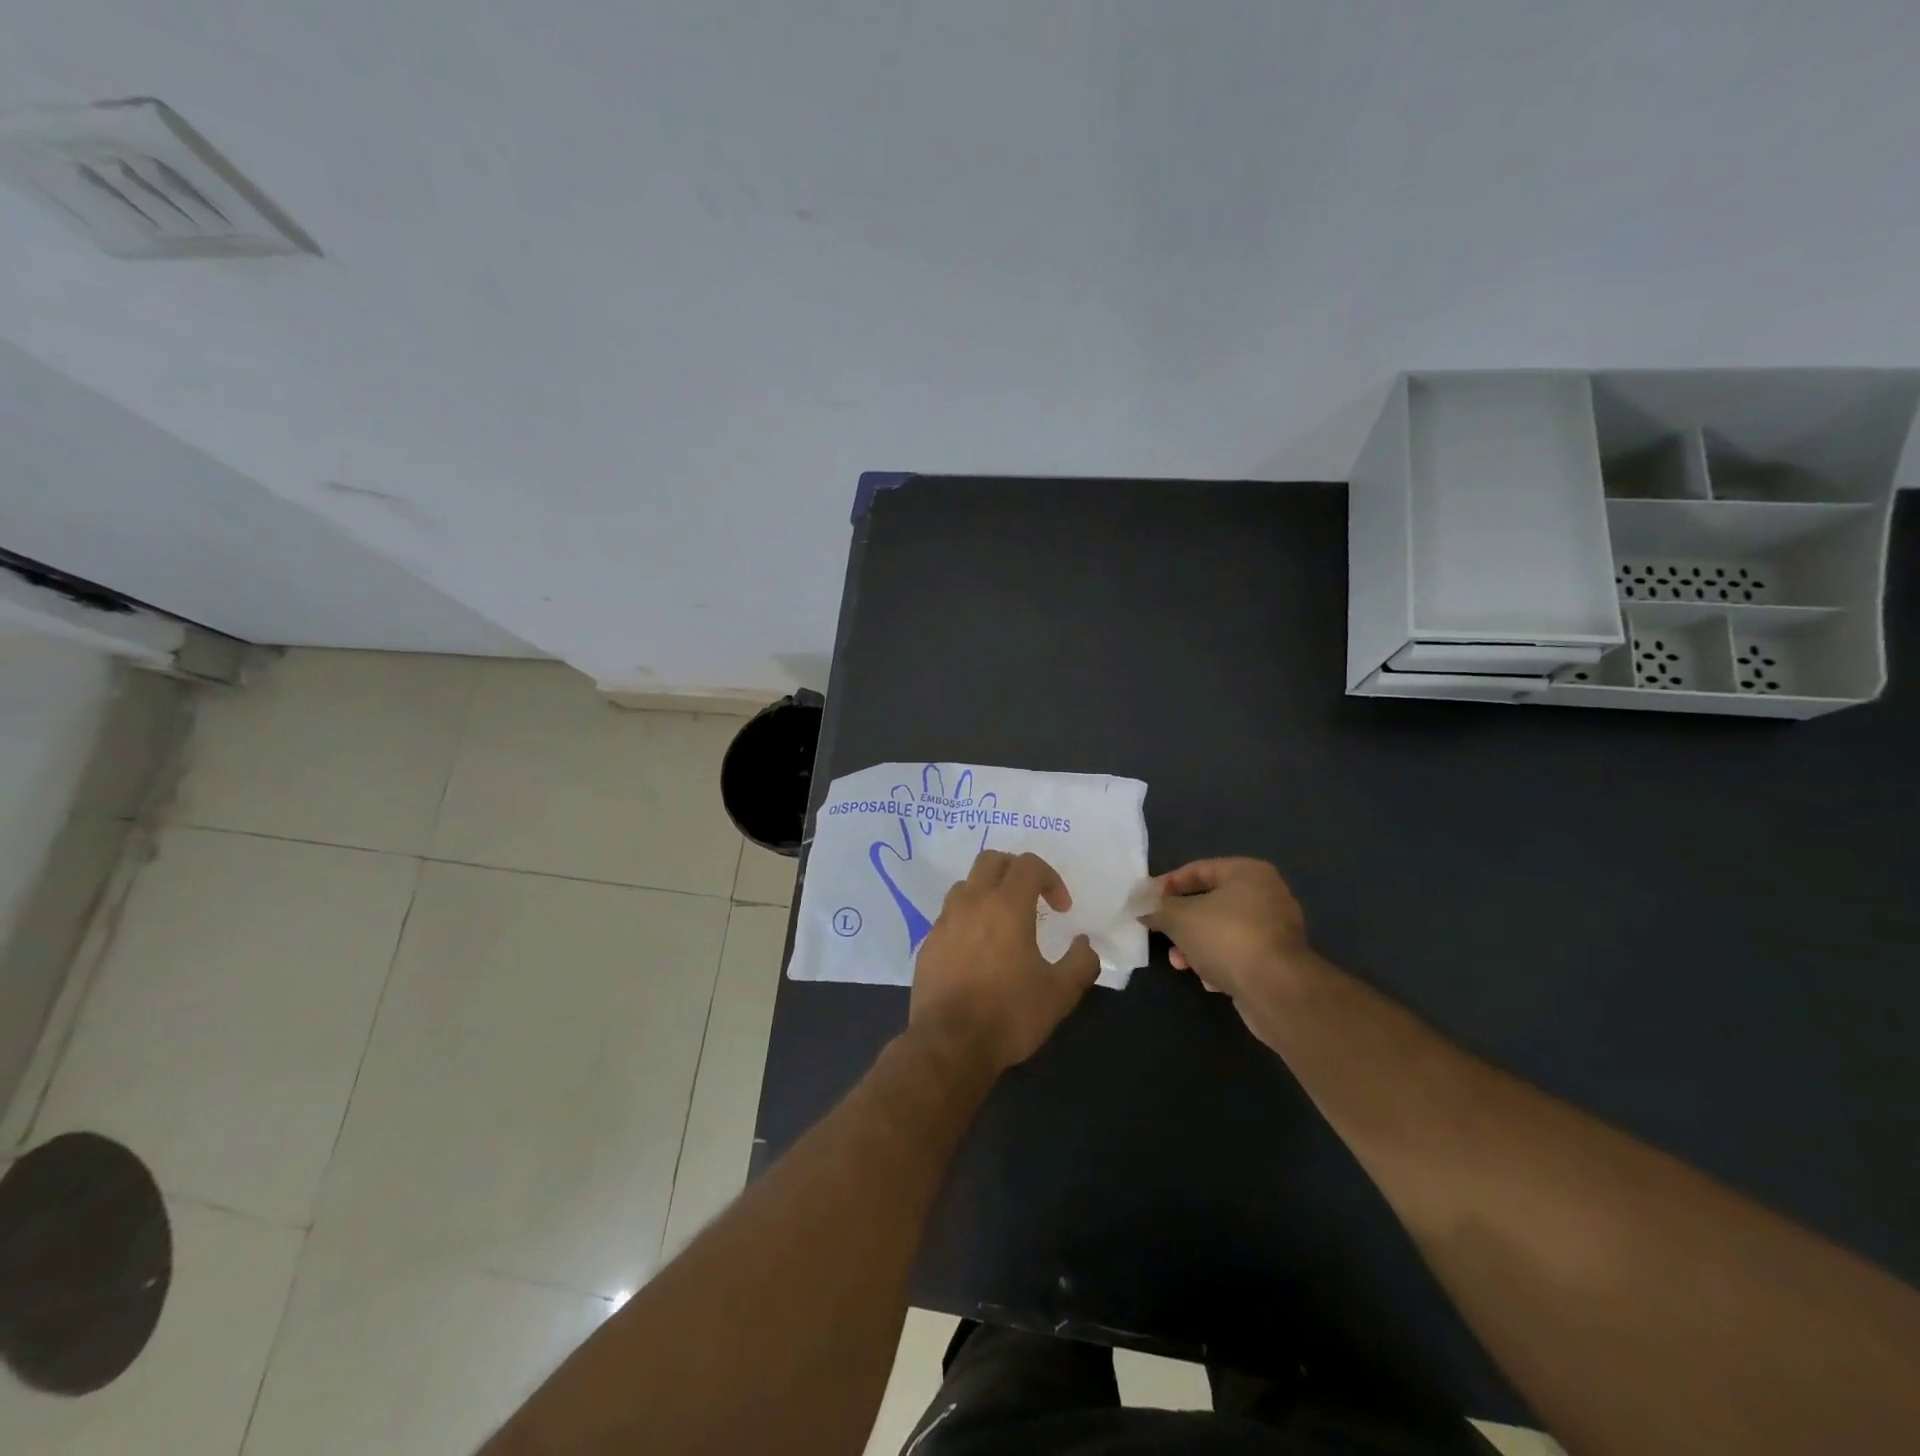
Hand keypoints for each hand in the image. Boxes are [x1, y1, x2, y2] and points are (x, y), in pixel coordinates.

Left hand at [909, 850, 1100, 1073]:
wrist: (949, 1044)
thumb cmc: (1009, 1014)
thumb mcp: (1060, 993)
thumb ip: (1081, 962)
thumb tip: (1084, 944)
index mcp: (1006, 906)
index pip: (1028, 865)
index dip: (1051, 878)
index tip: (1061, 909)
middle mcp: (972, 902)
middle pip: (991, 860)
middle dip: (1016, 870)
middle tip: (1032, 898)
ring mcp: (944, 921)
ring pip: (966, 884)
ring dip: (988, 891)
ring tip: (1003, 922)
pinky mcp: (928, 943)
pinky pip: (949, 915)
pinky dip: (967, 918)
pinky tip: (977, 950)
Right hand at [1142, 858, 1315, 1044]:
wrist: (1276, 991)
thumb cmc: (1226, 938)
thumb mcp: (1179, 918)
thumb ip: (1156, 907)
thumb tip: (1140, 905)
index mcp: (1248, 873)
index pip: (1198, 870)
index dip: (1167, 885)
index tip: (1145, 901)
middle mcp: (1267, 895)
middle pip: (1210, 902)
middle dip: (1181, 921)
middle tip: (1160, 933)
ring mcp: (1276, 930)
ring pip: (1222, 931)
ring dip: (1196, 946)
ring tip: (1180, 963)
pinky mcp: (1279, 961)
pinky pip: (1239, 954)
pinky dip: (1220, 964)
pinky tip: (1209, 981)